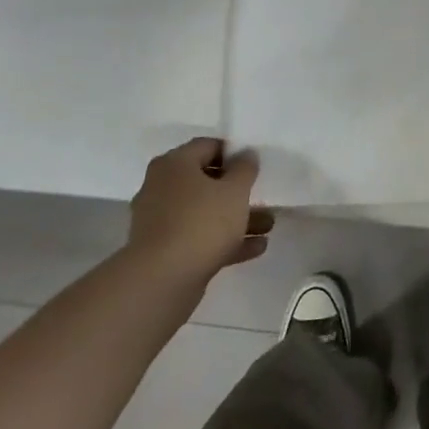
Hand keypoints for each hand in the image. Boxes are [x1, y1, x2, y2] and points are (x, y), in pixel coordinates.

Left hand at [128, 138, 273, 282]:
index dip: (234, 152)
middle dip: (238, 191)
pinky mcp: (164, 252)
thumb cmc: (201, 223)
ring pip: (205, 212)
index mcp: (174, 164)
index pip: (207, 146)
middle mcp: (161, 188)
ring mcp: (160, 222)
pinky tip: (256, 248)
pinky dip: (225, 241)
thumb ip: (245, 168)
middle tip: (263, 195)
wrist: (161, 282)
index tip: (255, 164)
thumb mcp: (235, 190)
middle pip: (206, 181)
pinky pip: (199, 238)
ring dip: (236, 218)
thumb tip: (245, 154)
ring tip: (268, 226)